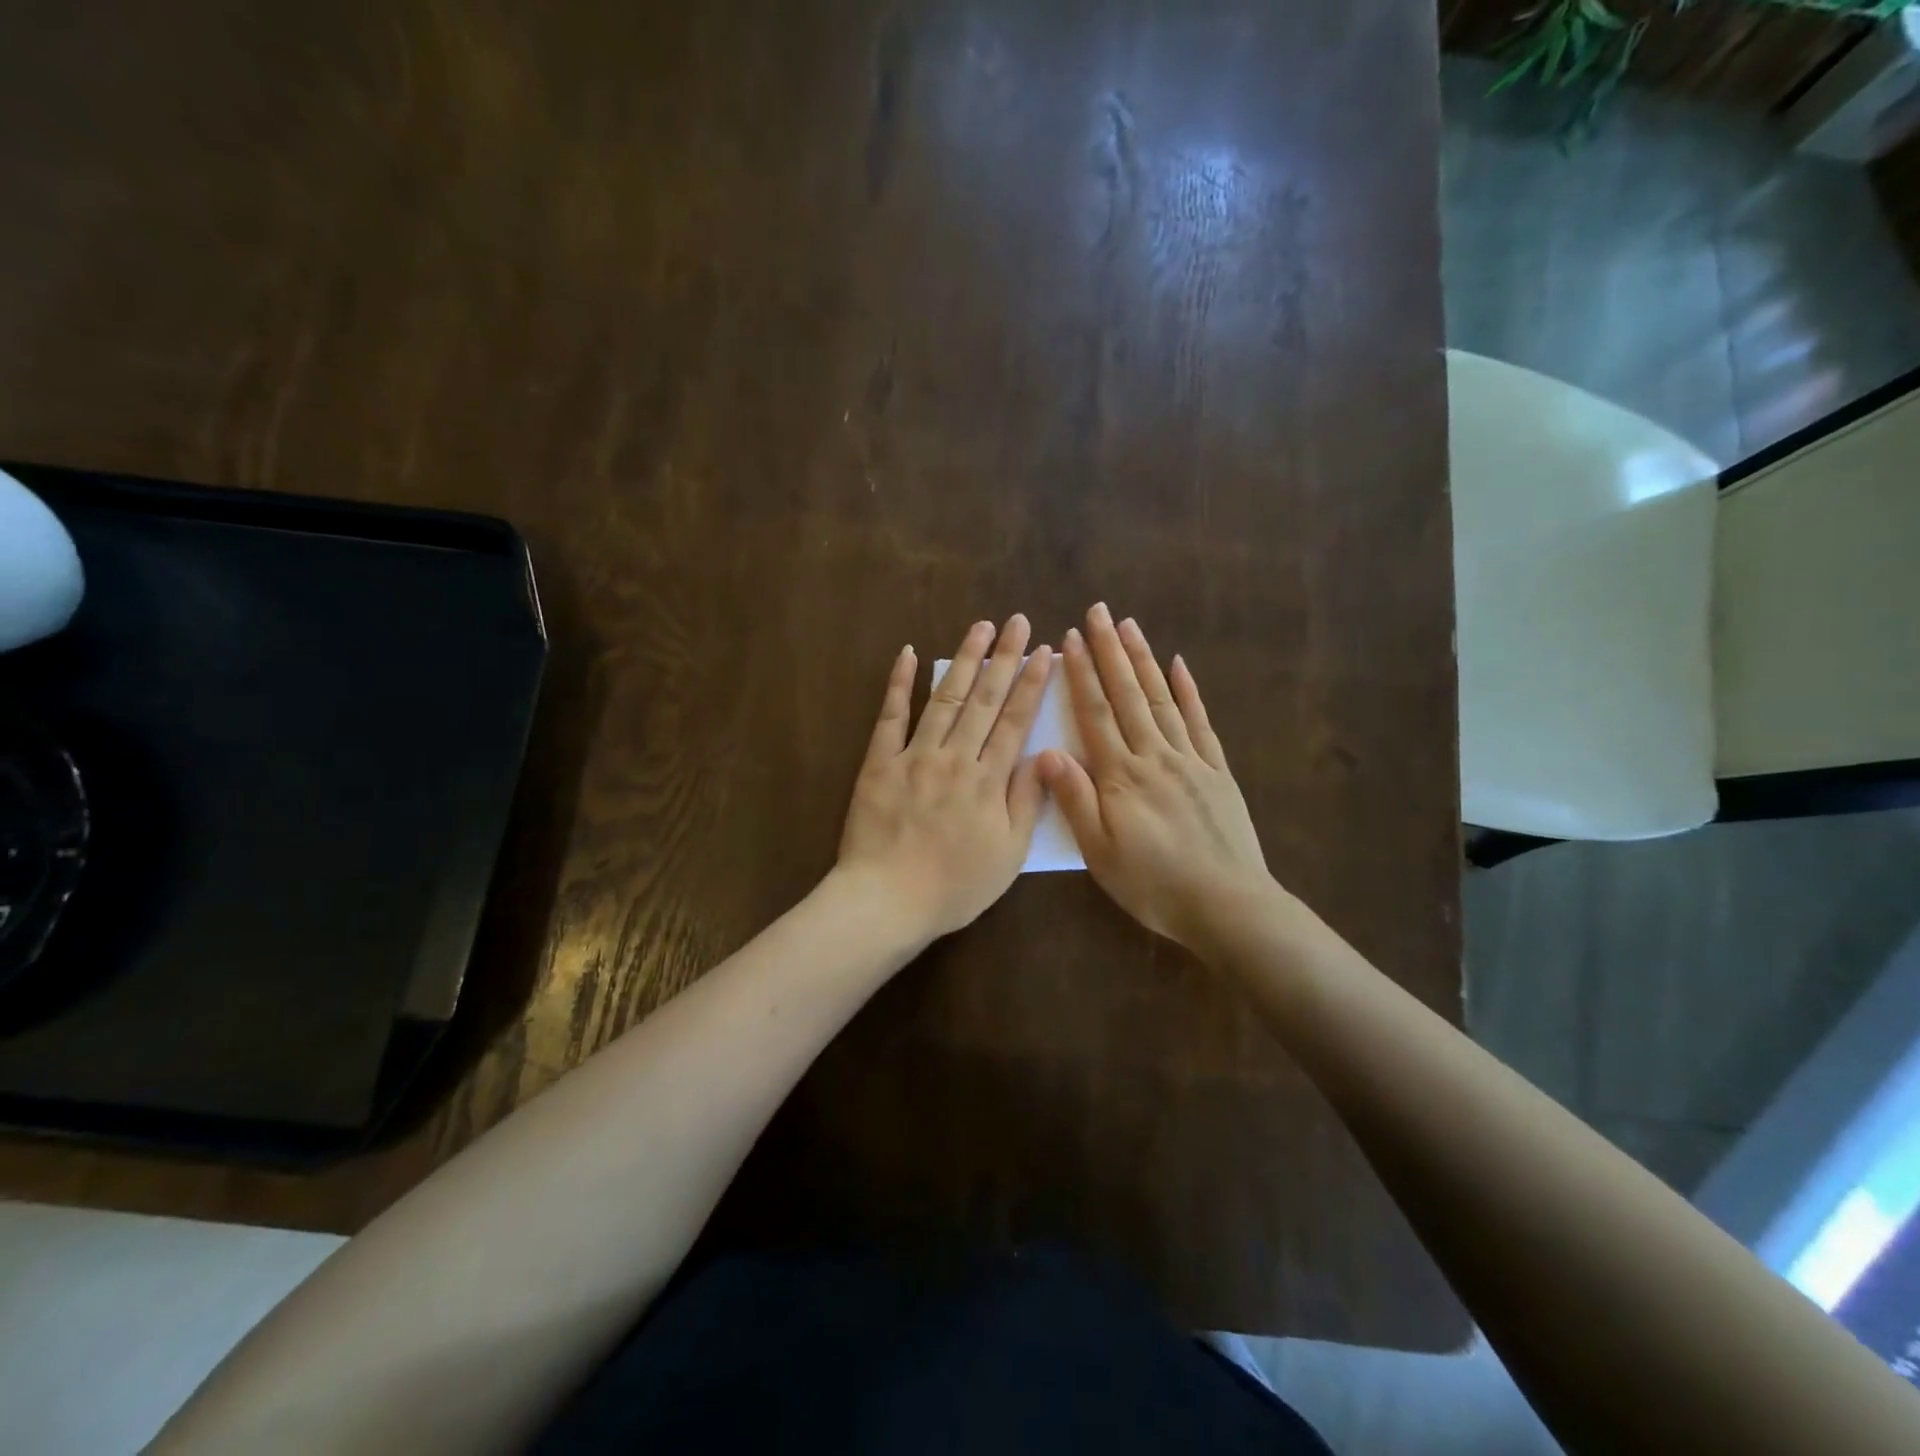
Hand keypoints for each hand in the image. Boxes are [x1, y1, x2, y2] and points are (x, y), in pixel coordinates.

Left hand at [836, 615, 1053, 941]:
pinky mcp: (879, 762)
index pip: (1015, 721)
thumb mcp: (1007, 854)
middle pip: (984, 699)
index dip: (1032, 684)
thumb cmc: (954, 886)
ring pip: (944, 697)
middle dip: (1005, 658)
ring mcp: (914, 755)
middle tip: (1019, 622)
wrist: (887, 900)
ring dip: (964, 660)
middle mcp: (954, 757)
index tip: (1045, 652)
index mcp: (988, 781)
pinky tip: (908, 653)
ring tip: (980, 627)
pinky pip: (890, 716)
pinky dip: (899, 683)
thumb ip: (1026, 802)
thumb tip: (1045, 755)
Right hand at [1038, 604, 1275, 952]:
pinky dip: (1189, 691)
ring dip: (1144, 660)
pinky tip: (1179, 665)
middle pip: (1128, 694)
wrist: (1226, 905)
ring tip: (1129, 626)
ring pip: (1161, 699)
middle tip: (1098, 612)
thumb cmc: (1153, 884)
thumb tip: (1045, 752)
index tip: (1069, 638)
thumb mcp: (1100, 852)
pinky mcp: (1217, 770)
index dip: (1081, 674)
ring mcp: (1190, 759)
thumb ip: (1075, 799)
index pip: (1096, 713)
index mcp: (1121, 776)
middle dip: (1110, 651)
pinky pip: (1200, 722)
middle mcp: (1155, 755)